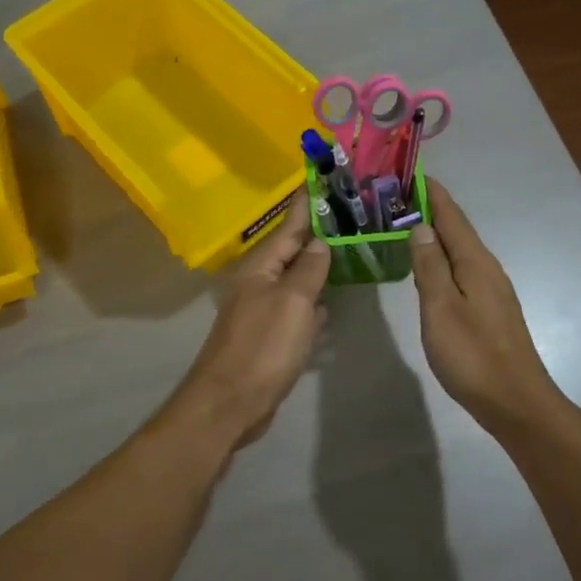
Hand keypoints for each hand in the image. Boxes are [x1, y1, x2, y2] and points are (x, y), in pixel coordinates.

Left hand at [171, 191, 330, 449]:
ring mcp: (263, 310)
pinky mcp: (269, 336)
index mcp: (261, 267)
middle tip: (350, 213)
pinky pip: (296, 309)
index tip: (322, 177)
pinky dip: (313, 302)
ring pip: (296, 280)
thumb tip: (320, 242)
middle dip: (318, 232)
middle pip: (293, 250)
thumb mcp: (293, 302)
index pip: (289, 225)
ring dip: (318, 267)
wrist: (230, 404)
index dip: (307, 203)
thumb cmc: (263, 347)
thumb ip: (308, 269)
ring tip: (347, 250)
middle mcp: (259, 282)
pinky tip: (329, 301)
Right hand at [410, 179, 560, 424]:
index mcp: (475, 262)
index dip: (431, 193)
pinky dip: (442, 260)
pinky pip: (462, 271)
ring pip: (459, 251)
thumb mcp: (441, 308)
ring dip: (435, 235)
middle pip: (457, 230)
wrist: (516, 402)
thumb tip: (421, 226)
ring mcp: (492, 289)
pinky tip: (429, 269)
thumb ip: (430, 266)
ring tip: (405, 227)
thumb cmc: (473, 355)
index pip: (451, 215)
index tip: (409, 172)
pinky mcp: (490, 310)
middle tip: (395, 199)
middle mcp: (487, 268)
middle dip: (429, 210)